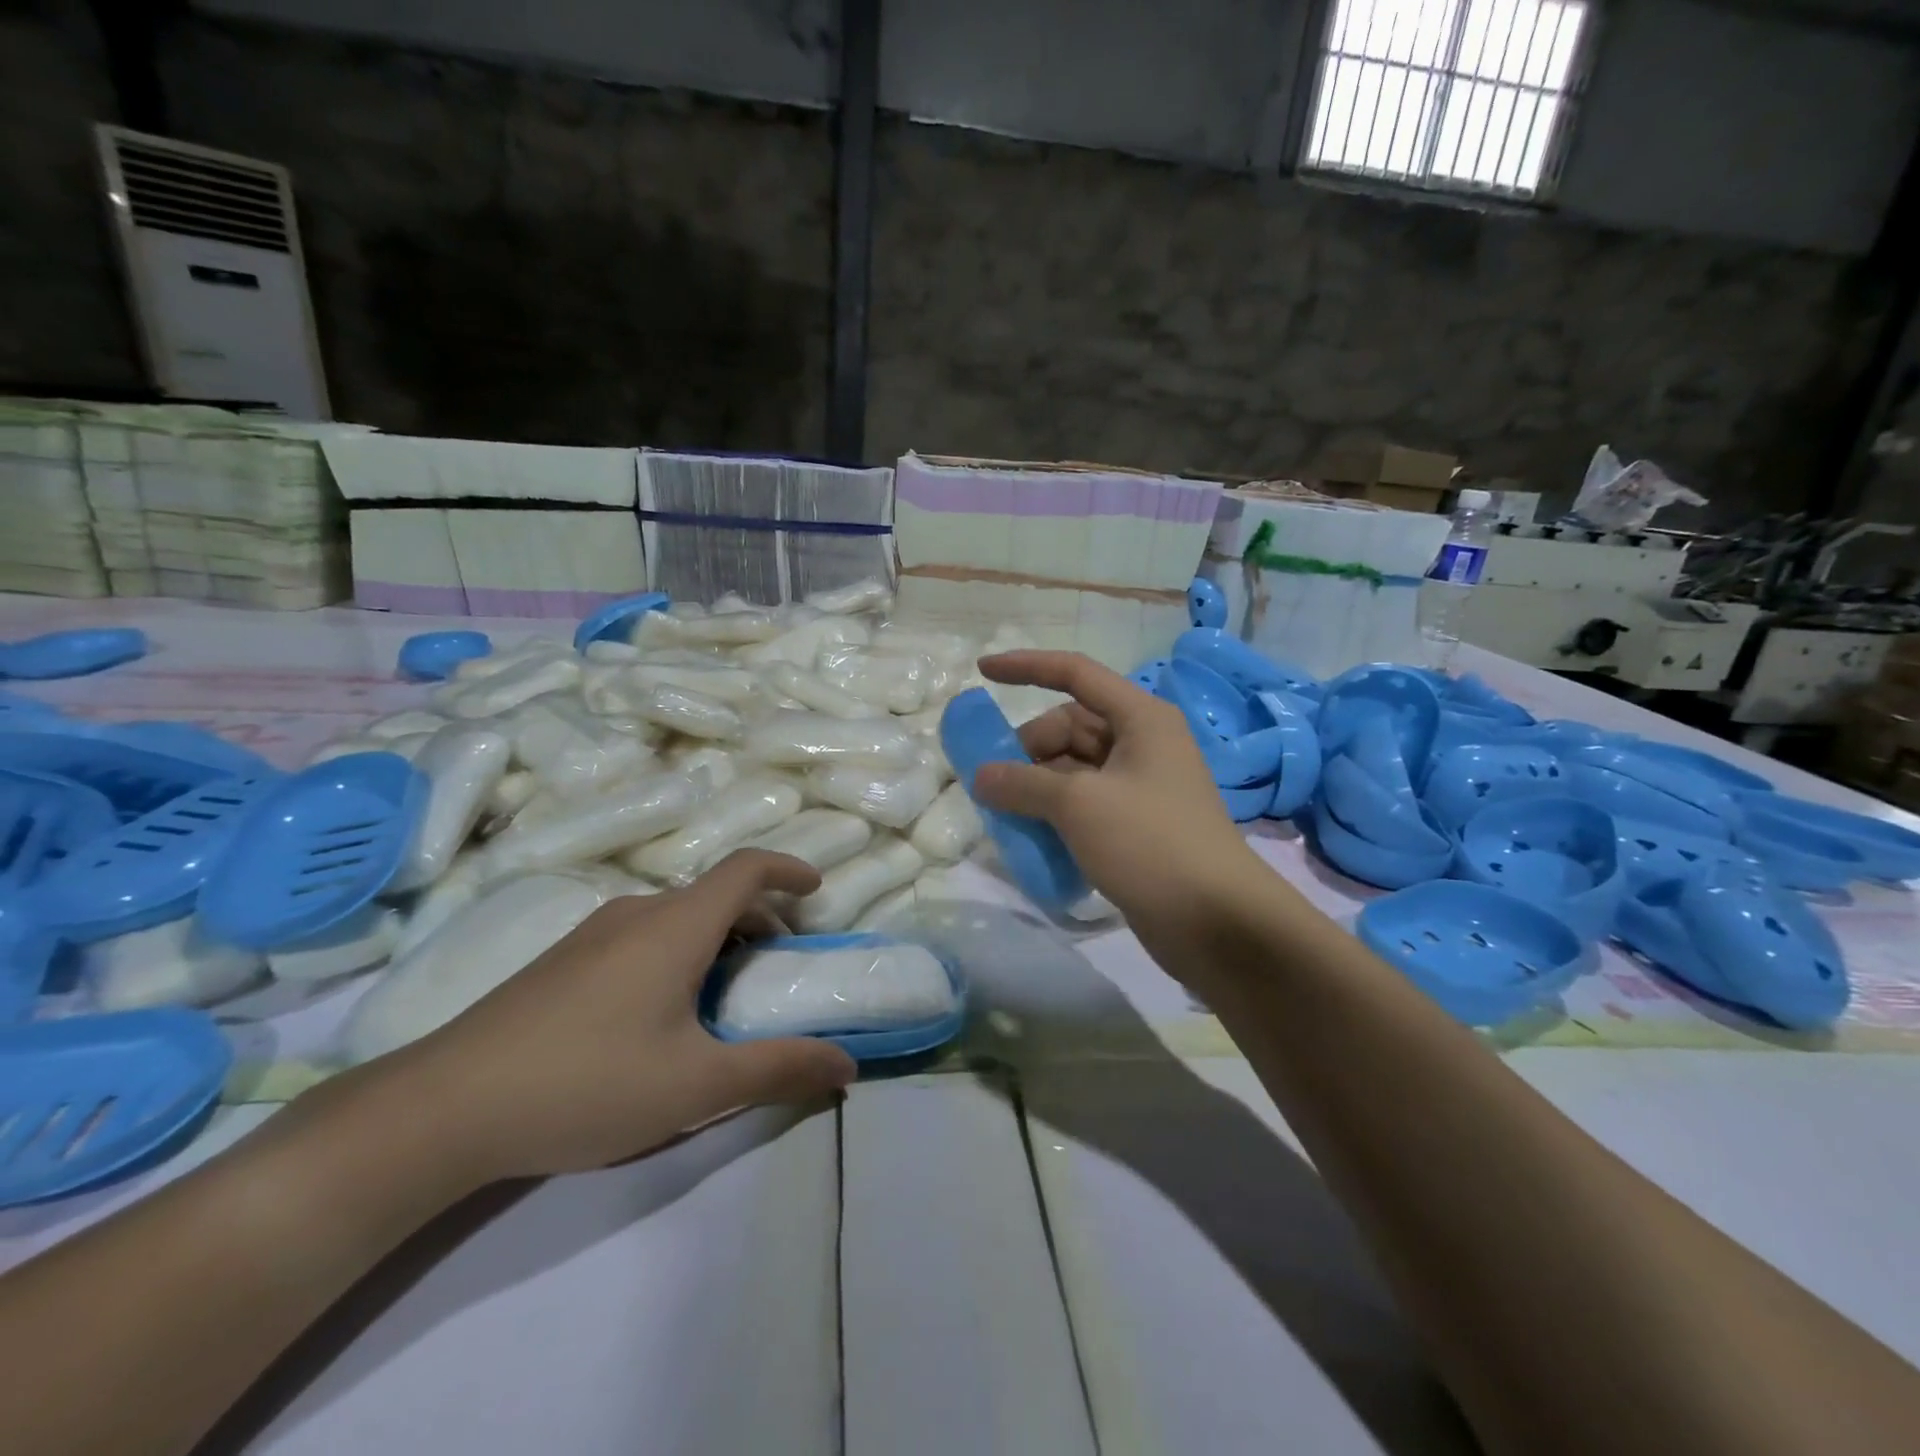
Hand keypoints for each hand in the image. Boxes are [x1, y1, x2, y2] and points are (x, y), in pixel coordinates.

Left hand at [389, 850, 856, 1183]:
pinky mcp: (561, 961)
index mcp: (675, 926)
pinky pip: (641, 935)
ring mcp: (591, 934)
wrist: (440, 1109)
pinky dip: (678, 951)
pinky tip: (661, 1013)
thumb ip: (777, 1069)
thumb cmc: (586, 1083)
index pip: (746, 868)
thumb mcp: (696, 1086)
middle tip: (779, 965)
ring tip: (725, 994)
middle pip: (714, 893)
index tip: (816, 891)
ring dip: (717, 938)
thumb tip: (847, 1066)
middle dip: (759, 918)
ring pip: (675, 916)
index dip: (788, 869)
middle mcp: (636, 913)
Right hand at [972, 651, 1267, 942]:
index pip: (1075, 673)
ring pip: (1073, 770)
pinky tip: (1029, 838)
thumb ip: (1022, 783)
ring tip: (1003, 815)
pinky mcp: (1135, 825)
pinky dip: (1054, 814)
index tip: (981, 672)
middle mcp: (1142, 743)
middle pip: (1070, 727)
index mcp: (1140, 718)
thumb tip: (981, 776)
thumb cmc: (1151, 843)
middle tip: (993, 784)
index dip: (1026, 667)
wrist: (1218, 921)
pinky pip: (1083, 804)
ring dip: (1036, 787)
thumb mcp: (1079, 805)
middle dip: (1028, 749)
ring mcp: (1140, 787)